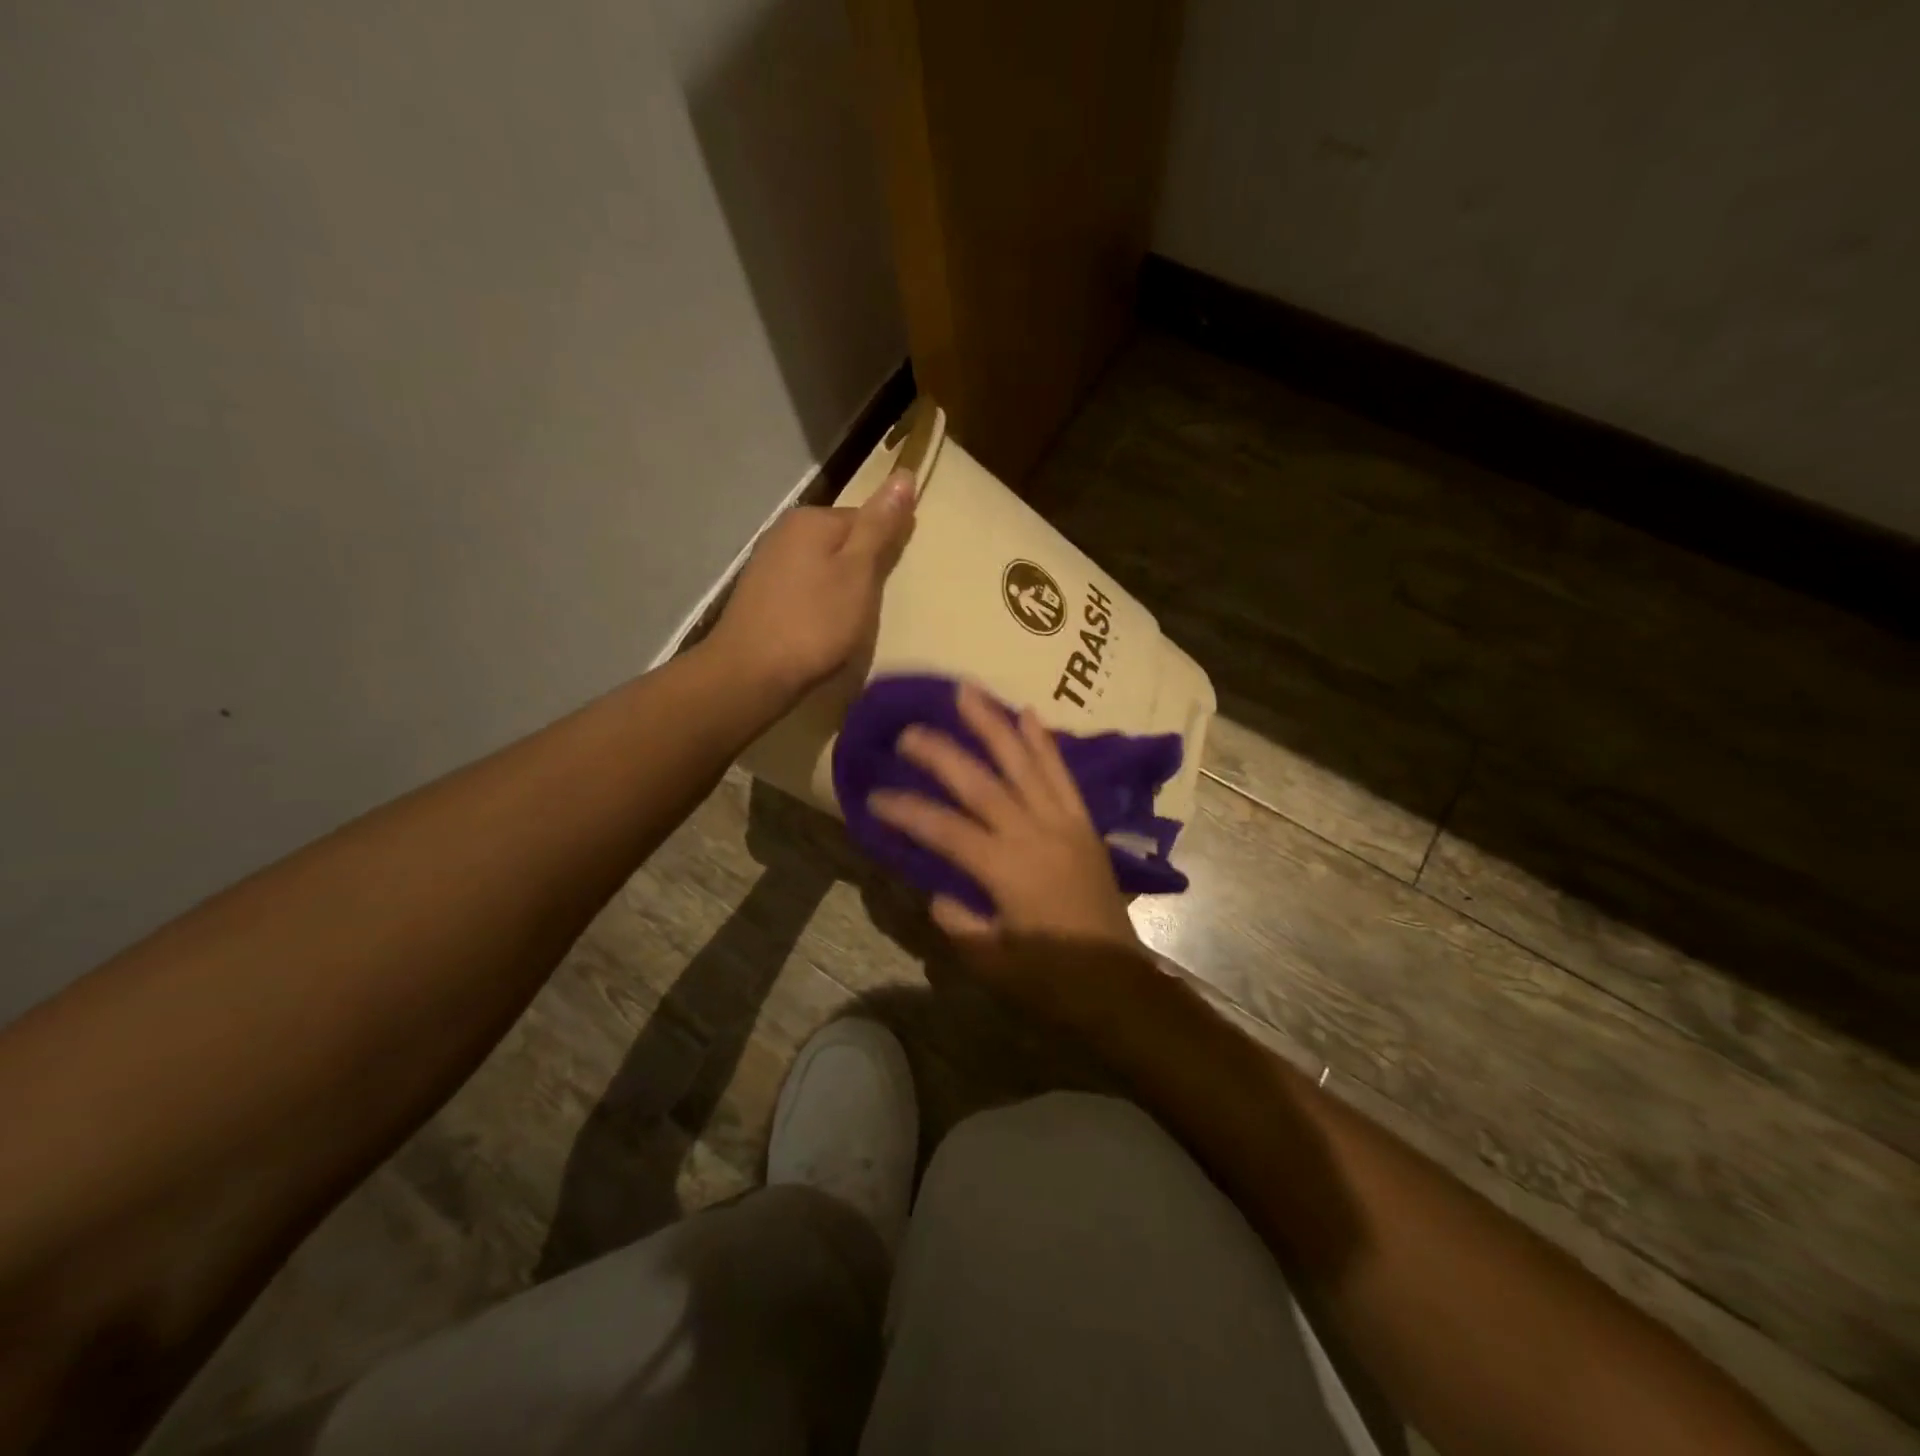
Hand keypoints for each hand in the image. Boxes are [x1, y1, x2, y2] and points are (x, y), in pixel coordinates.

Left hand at [709, 469, 915, 701]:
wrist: (751, 672)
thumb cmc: (814, 623)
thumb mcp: (858, 573)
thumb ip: (879, 527)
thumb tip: (903, 474)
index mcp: (812, 519)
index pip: (865, 517)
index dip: (885, 547)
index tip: (892, 578)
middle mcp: (785, 531)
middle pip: (841, 541)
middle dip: (860, 567)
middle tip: (871, 605)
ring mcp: (767, 562)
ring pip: (821, 565)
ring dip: (839, 587)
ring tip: (848, 620)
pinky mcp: (759, 593)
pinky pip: (803, 587)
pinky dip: (817, 603)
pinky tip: (820, 626)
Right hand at [869, 683, 1140, 1000]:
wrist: (1119, 986)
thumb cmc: (1052, 982)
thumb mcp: (991, 963)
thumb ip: (958, 921)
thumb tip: (938, 891)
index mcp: (1006, 871)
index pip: (945, 830)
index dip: (907, 811)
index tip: (874, 797)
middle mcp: (1034, 835)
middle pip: (981, 783)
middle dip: (942, 753)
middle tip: (910, 729)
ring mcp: (1063, 823)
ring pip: (1024, 763)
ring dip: (994, 725)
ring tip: (969, 691)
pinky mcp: (1084, 823)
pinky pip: (1062, 775)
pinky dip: (1044, 743)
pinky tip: (1028, 713)